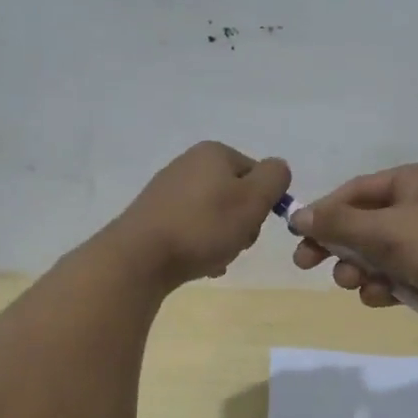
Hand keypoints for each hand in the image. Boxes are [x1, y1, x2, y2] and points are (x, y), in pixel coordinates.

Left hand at [108, 142, 289, 288]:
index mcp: (214, 153)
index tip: (254, 224)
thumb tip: (277, 170)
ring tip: (214, 258)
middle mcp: (189, 163)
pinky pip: (192, 229)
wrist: (140, 257)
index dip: (263, 202)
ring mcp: (168, 190)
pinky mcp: (154, 216)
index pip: (258, 174)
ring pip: (215, 215)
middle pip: (236, 195)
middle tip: (235, 243)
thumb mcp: (253, 199)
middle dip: (242, 223)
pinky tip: (198, 264)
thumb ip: (275, 178)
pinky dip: (200, 246)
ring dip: (223, 238)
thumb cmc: (204, 226)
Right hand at [288, 163, 417, 333]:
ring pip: (377, 252)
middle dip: (339, 245)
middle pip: (364, 222)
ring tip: (355, 283)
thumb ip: (340, 224)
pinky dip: (384, 285)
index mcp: (415, 181)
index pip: (357, 190)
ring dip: (360, 269)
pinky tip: (382, 297)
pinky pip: (396, 273)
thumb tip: (299, 216)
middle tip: (307, 264)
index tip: (298, 234)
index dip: (325, 211)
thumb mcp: (386, 231)